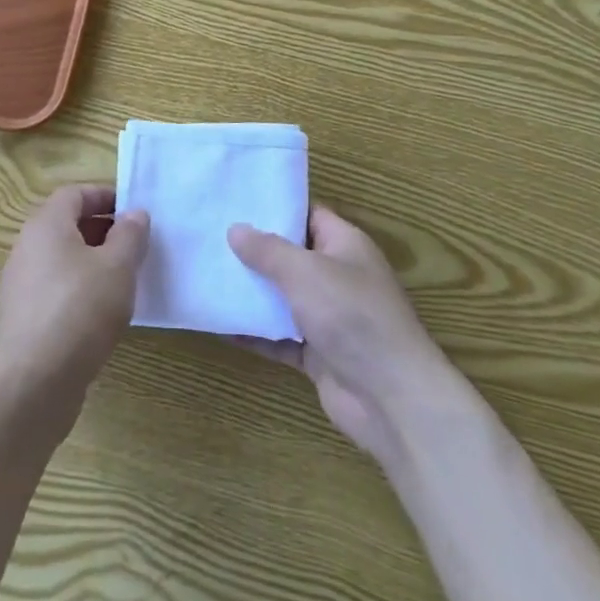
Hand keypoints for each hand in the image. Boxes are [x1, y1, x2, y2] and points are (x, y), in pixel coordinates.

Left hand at [0, 186, 148, 416]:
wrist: (32, 383)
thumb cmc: (79, 310)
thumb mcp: (117, 267)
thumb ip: (130, 235)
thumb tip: (134, 214)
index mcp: (46, 225)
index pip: (75, 194)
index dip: (105, 196)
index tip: (134, 210)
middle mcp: (27, 247)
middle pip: (67, 225)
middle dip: (103, 230)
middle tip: (135, 246)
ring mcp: (22, 285)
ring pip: (62, 260)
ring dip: (93, 263)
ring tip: (125, 280)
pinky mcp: (24, 319)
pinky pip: (56, 290)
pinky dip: (80, 291)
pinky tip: (103, 315)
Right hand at [229, 206, 474, 464]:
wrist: (391, 399)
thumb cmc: (352, 316)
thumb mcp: (305, 272)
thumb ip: (268, 250)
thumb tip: (236, 228)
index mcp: (344, 245)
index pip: (307, 214)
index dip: (275, 207)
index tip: (236, 201)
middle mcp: (337, 276)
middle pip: (291, 256)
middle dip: (254, 250)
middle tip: (211, 237)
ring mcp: (328, 317)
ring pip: (282, 297)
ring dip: (251, 292)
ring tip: (207, 275)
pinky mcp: (318, 353)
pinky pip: (279, 336)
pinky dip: (254, 332)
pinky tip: (220, 325)